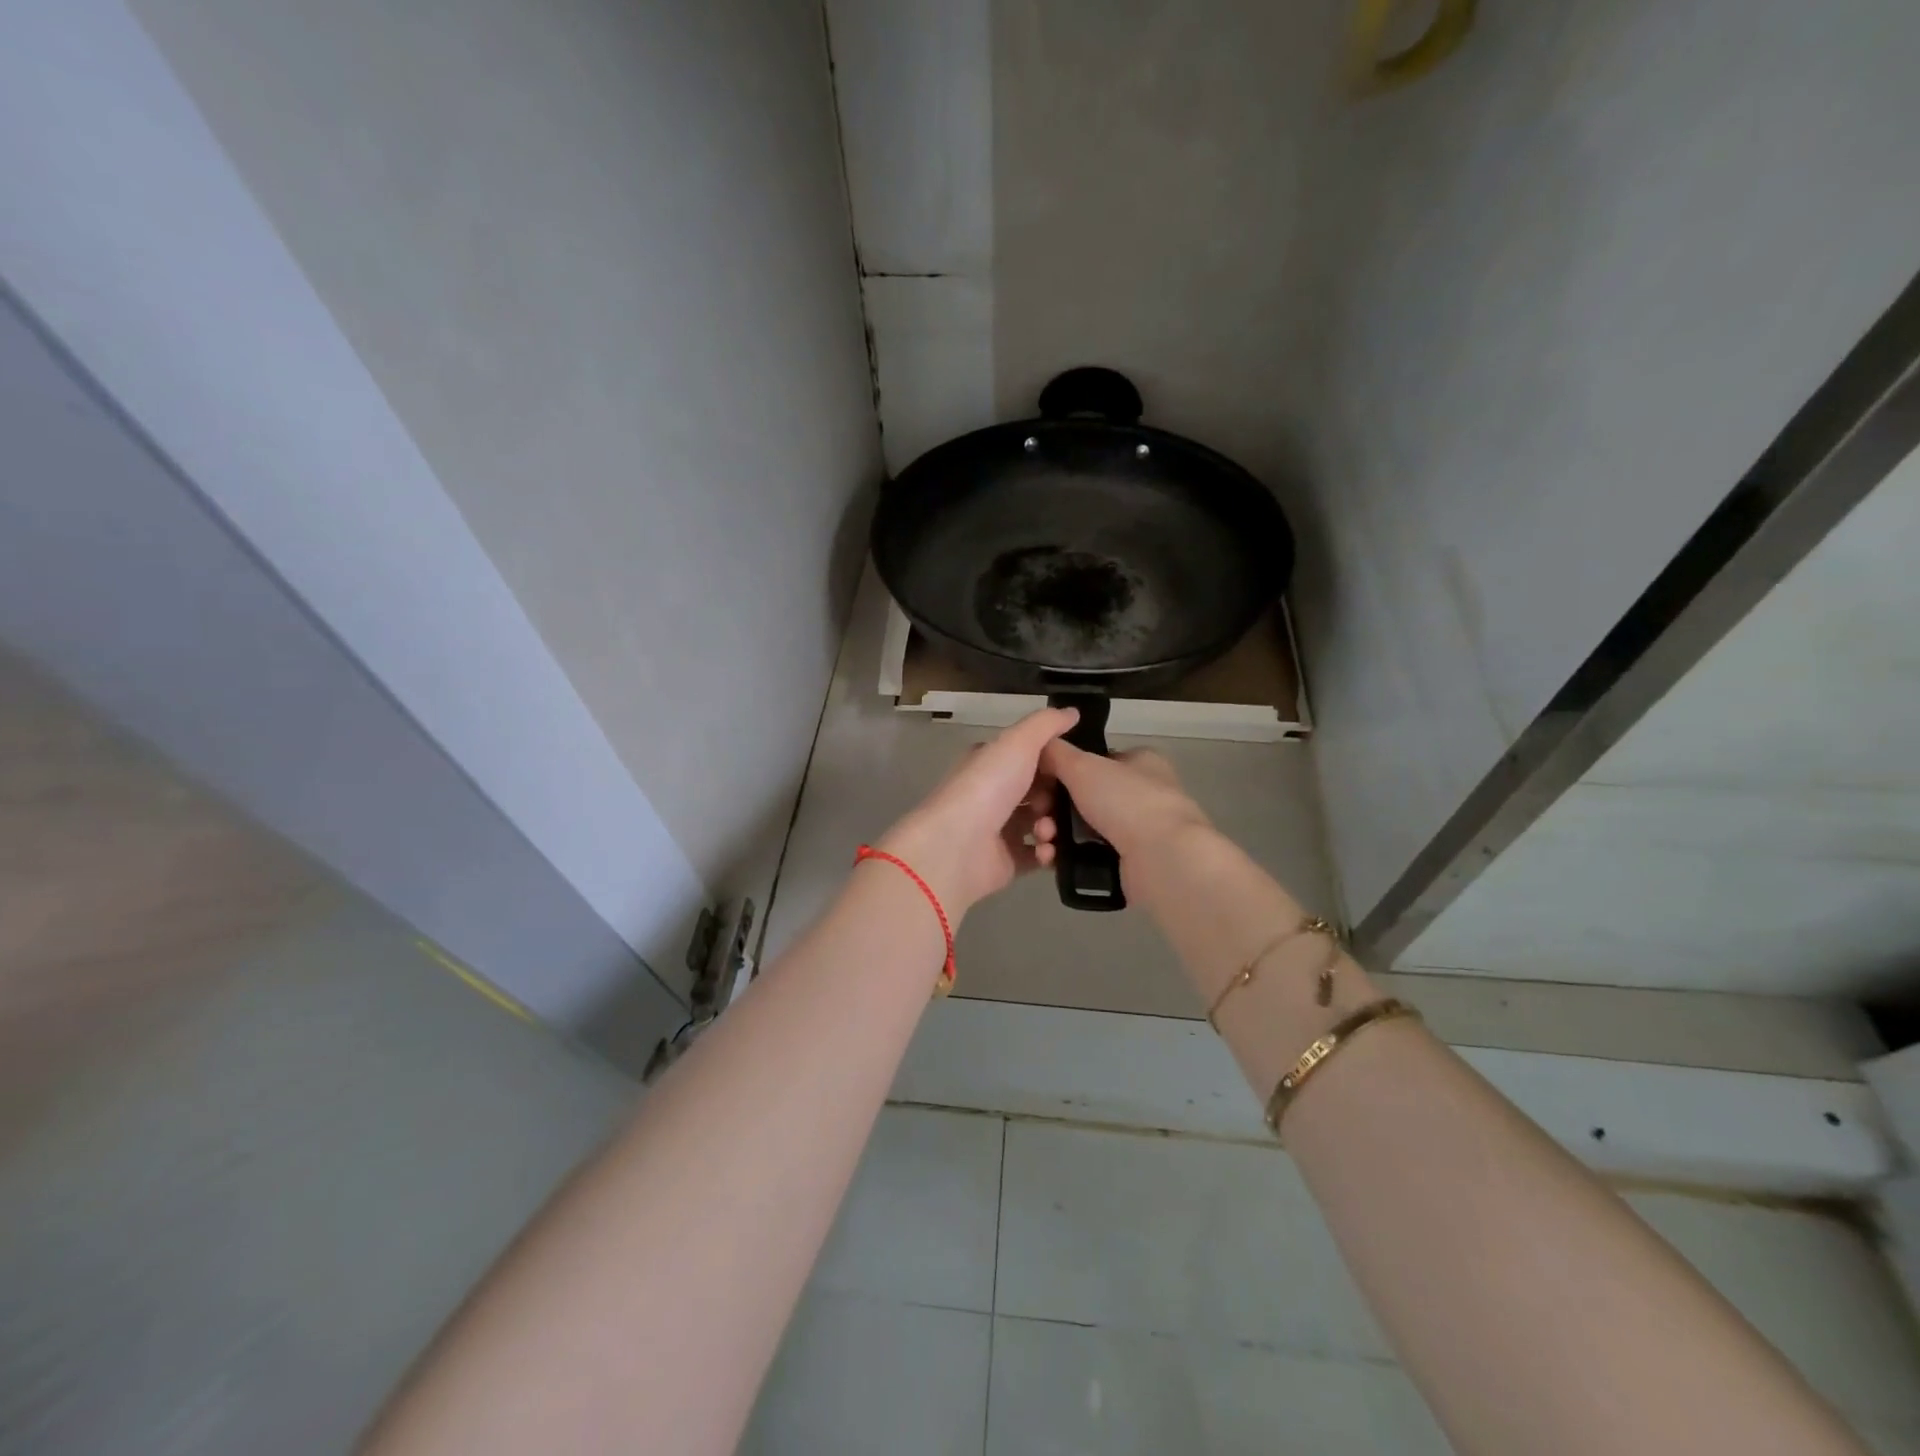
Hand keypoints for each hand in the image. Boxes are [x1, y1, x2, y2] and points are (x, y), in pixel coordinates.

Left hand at [877, 707, 1077, 917]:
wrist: (956, 845)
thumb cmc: (987, 787)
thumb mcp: (1019, 742)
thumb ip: (1046, 724)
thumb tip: (1072, 711)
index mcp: (991, 763)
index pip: (1028, 757)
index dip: (1053, 762)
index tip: (1074, 768)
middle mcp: (993, 794)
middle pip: (1038, 792)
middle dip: (1056, 797)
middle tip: (1062, 803)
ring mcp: (998, 830)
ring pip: (1040, 824)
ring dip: (1053, 826)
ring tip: (1047, 830)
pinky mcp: (1005, 861)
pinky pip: (1036, 856)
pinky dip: (1047, 853)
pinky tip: (1046, 851)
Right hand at [1040, 739, 1211, 862]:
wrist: (1162, 859)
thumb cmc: (1126, 801)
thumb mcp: (1083, 766)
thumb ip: (1056, 753)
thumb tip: (1038, 748)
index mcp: (1141, 762)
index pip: (1095, 761)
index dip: (1064, 770)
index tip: (1041, 784)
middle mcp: (1142, 794)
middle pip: (1083, 798)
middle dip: (1053, 809)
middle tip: (1038, 818)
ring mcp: (1138, 832)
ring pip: (1082, 829)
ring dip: (1055, 834)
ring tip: (1045, 843)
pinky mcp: (1130, 863)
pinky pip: (1087, 856)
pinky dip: (1067, 857)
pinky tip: (1051, 859)